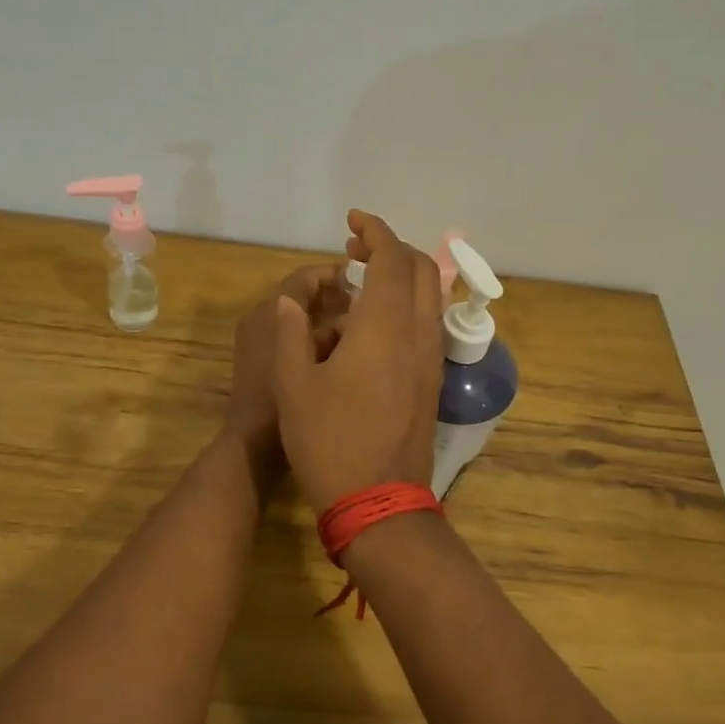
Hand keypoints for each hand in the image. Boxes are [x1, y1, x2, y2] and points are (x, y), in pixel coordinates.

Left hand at [226, 264, 350, 459]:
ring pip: (301, 322)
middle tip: (371, 309)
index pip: (305, 278)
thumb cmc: (283, 400)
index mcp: (269, 313)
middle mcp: (259, 320)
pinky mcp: (261, 365)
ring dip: (329, 324)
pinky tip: (345, 359)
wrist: (252, 447)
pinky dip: (317, 344)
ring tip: (364, 334)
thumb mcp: (317, 358)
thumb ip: (335, 326)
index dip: (336, 275)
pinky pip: (295, 341)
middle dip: (337, 301)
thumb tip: (356, 307)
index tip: (367, 282)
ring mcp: (258, 344)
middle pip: (303, 298)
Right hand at [273, 211, 443, 508]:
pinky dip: (408, 304)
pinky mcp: (433, 381)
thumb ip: (291, 334)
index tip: (352, 221)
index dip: (375, 231)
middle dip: (392, 248)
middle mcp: (418, 334)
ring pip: (430, 297)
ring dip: (403, 276)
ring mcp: (431, 359)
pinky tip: (375, 325)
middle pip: (421, 269)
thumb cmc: (329, 442)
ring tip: (362, 284)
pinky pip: (428, 324)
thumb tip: (291, 302)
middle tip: (355, 251)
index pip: (390, 259)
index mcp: (384, 327)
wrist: (379, 502)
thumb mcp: (294, 386)